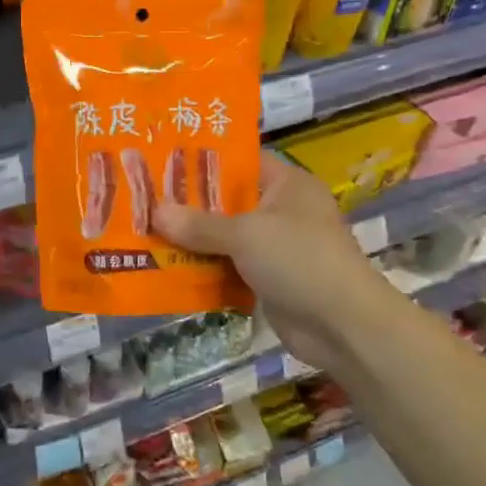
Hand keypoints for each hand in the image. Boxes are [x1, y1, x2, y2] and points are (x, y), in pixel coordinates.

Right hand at [153, 153, 376, 362]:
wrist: (342, 326)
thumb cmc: (299, 260)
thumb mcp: (245, 234)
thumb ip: (199, 224)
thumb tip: (154, 211)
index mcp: (287, 185)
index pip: (241, 161)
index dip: (204, 160)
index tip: (163, 160)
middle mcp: (281, 210)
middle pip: (227, 200)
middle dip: (188, 203)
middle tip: (143, 197)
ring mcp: (275, 247)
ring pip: (224, 236)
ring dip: (191, 239)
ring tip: (144, 230)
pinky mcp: (267, 279)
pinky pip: (227, 266)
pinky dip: (203, 267)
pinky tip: (166, 266)